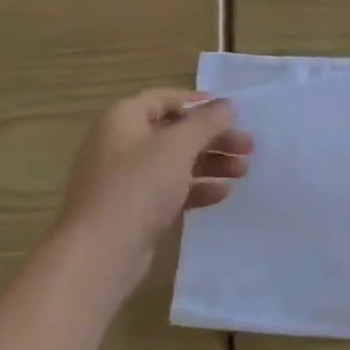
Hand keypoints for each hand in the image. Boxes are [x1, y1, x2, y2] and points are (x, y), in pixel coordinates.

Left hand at [53, 91, 251, 270]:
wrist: (101, 251)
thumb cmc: (139, 186)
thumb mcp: (178, 146)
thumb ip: (207, 122)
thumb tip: (227, 106)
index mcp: (123, 119)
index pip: (164, 99)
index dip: (198, 102)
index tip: (232, 112)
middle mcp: (120, 144)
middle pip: (174, 132)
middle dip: (213, 138)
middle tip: (247, 147)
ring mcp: (125, 178)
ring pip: (175, 162)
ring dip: (210, 163)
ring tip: (242, 171)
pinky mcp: (133, 208)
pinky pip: (169, 189)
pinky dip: (196, 188)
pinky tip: (222, 194)